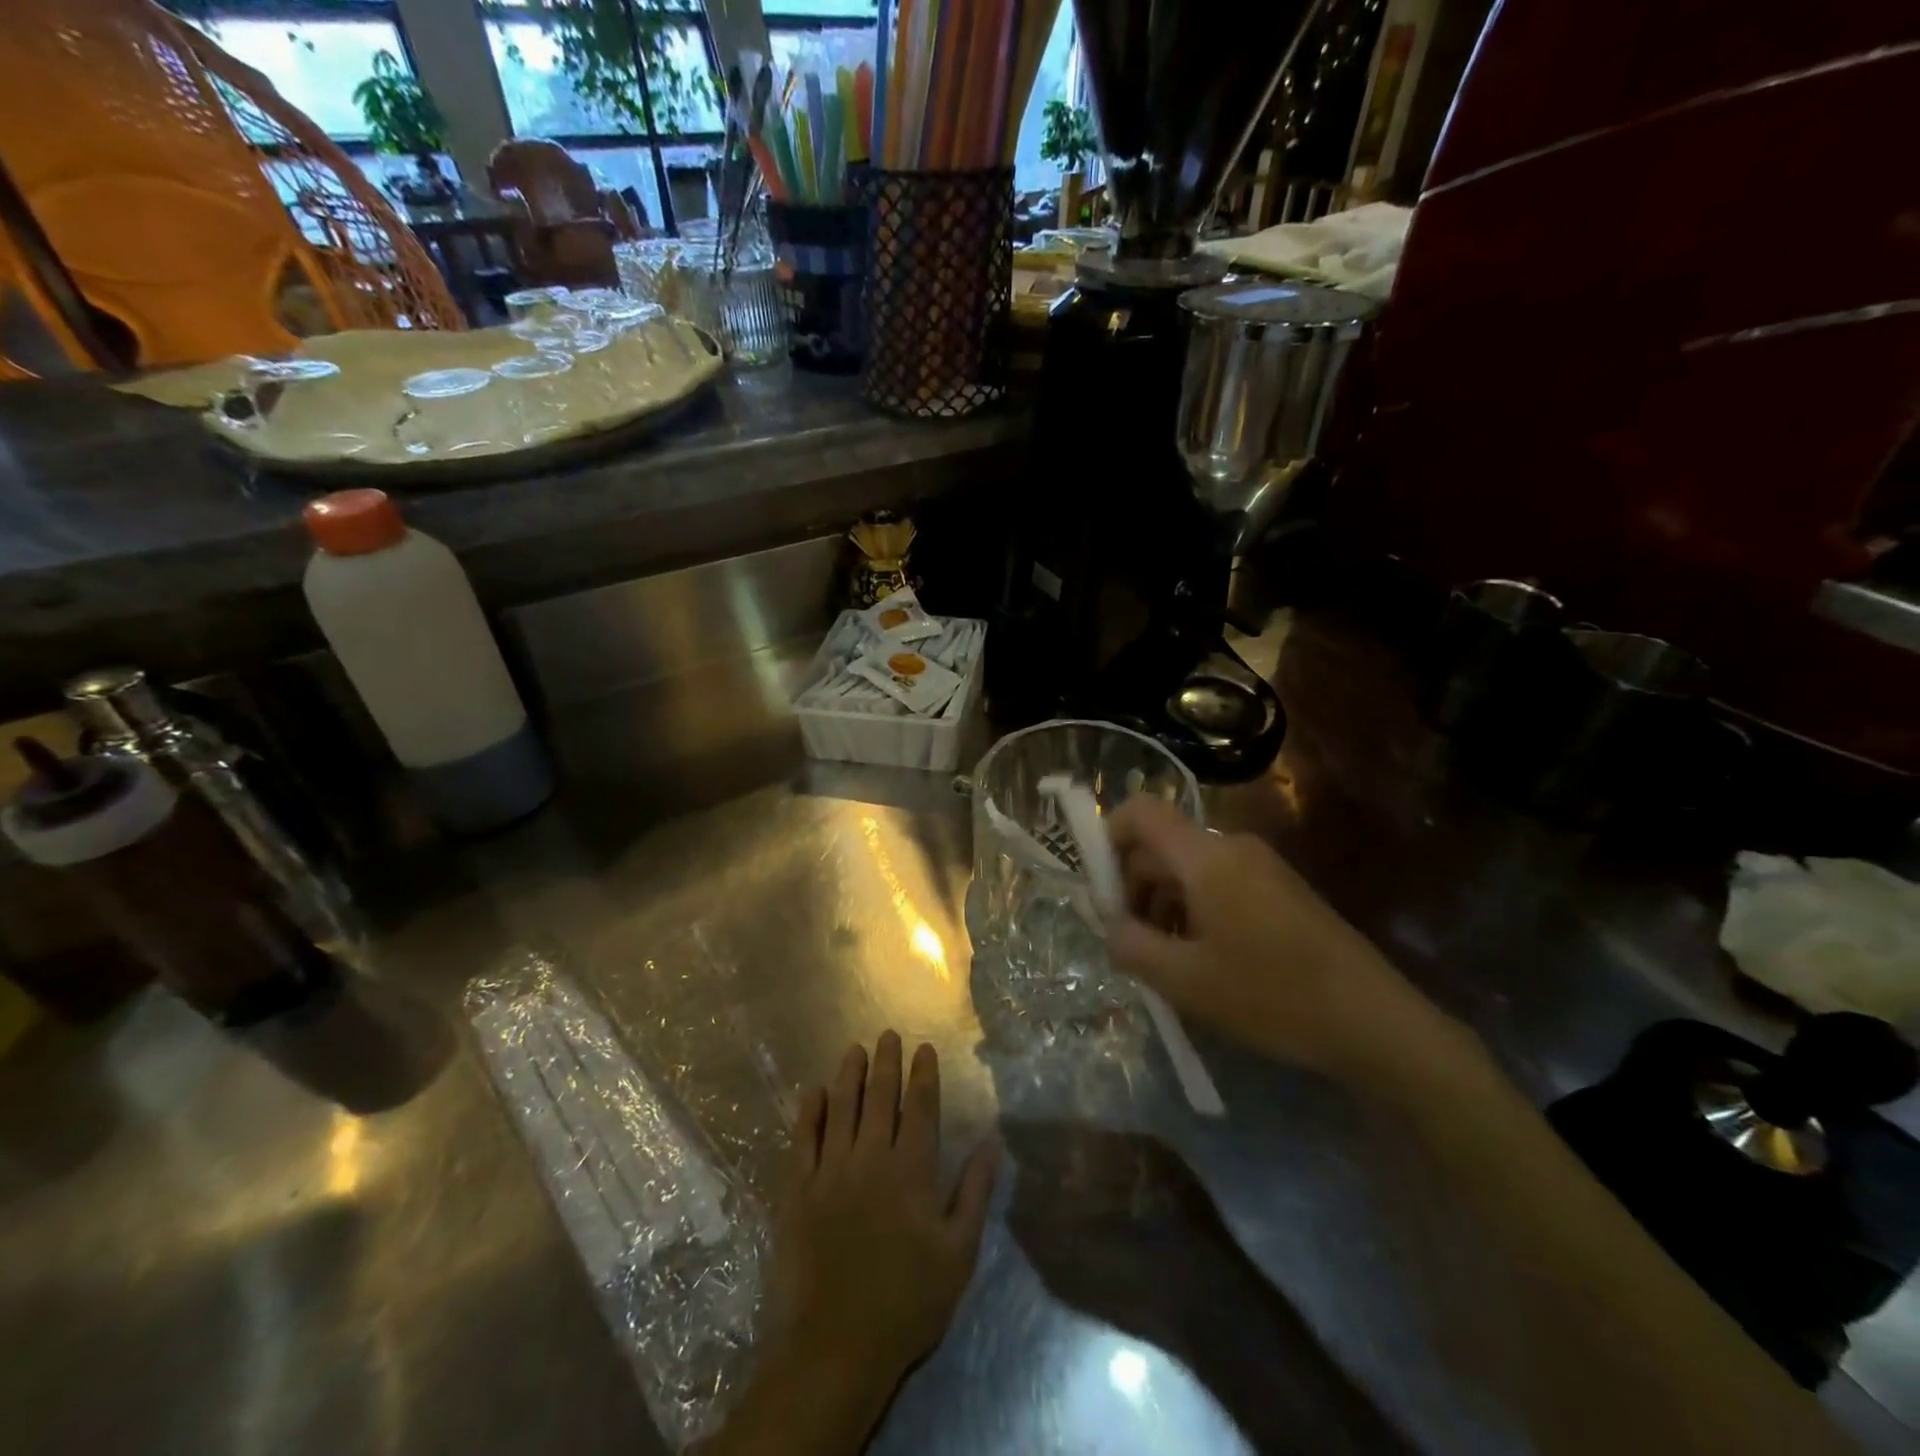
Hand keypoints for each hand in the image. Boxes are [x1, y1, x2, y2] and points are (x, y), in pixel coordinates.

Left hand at [714, 1033, 996, 1453]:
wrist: (835, 1347)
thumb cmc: (907, 1301)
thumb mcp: (958, 1254)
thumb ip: (975, 1192)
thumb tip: (992, 1142)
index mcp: (911, 1171)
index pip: (920, 1108)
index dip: (923, 1075)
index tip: (924, 1048)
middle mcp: (871, 1159)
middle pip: (880, 1098)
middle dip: (886, 1062)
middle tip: (887, 1034)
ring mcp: (830, 1172)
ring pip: (841, 1109)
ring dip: (849, 1076)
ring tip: (854, 1049)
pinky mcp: (797, 1191)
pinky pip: (802, 1140)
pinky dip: (808, 1113)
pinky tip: (812, 1092)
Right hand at [1106, 797, 1444, 1087]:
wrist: (1375, 1022)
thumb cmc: (1272, 996)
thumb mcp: (1185, 980)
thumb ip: (1130, 945)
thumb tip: (1109, 924)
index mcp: (1207, 857)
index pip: (1140, 811)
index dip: (1108, 838)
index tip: (1102, 893)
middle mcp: (1233, 848)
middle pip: (1161, 844)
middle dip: (1133, 886)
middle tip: (1130, 941)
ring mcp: (1261, 867)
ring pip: (1188, 868)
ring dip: (1162, 904)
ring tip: (1166, 960)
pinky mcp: (1279, 890)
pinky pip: (1218, 884)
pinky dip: (1194, 911)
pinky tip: (1202, 960)